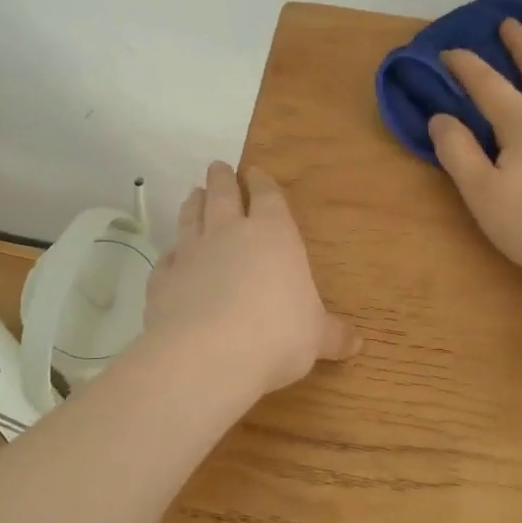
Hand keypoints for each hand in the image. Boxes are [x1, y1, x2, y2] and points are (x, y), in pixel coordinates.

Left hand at [147, 162, 360, 398]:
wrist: (208, 354)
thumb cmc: (277, 335)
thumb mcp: (316, 337)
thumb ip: (332, 335)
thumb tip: (358, 343)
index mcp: (274, 235)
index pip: (268, 197)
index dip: (262, 182)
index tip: (256, 172)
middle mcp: (230, 233)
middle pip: (222, 195)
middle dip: (222, 179)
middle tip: (218, 167)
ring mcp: (192, 253)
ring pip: (190, 217)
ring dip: (193, 203)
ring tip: (193, 193)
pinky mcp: (163, 279)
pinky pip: (168, 258)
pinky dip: (171, 254)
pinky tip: (171, 256)